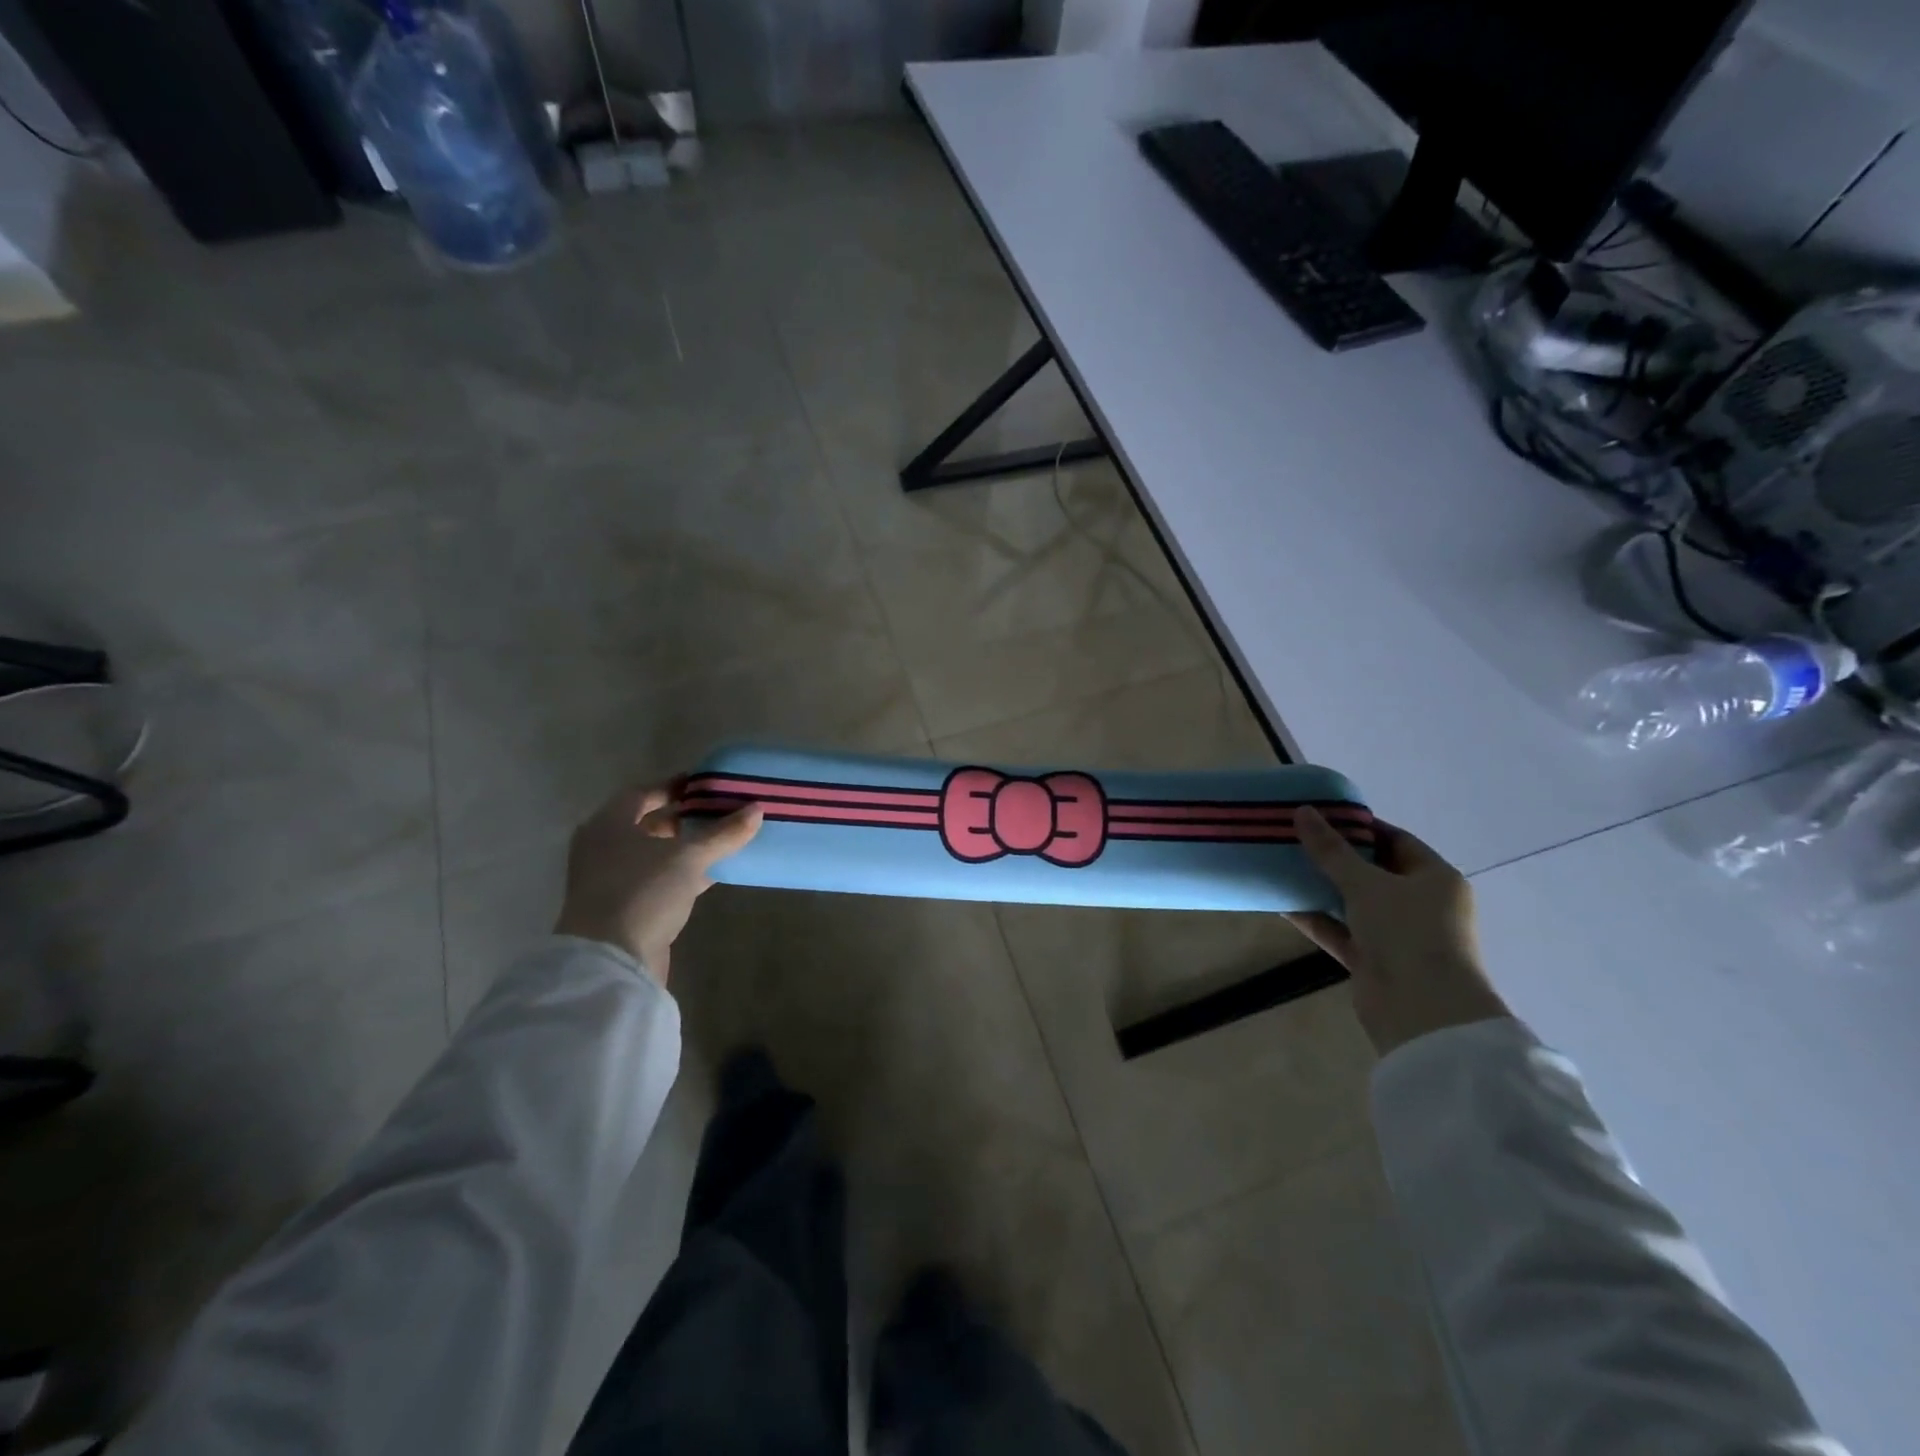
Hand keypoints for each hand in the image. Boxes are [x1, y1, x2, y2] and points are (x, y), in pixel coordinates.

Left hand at [553, 780, 762, 986]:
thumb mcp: (688, 857)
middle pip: (647, 823)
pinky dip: (681, 873)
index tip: (704, 785)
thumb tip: (757, 809)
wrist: (610, 960)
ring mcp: (610, 880)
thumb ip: (722, 833)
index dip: (674, 787)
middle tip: (718, 812)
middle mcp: (603, 848)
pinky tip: (711, 873)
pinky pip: (657, 880)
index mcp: (608, 825)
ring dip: (684, 848)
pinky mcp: (624, 908)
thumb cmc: (643, 892)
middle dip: (682, 818)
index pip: (642, 793)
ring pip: (653, 854)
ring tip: (721, 840)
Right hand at [1285, 807, 1509, 1057]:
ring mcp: (1396, 934)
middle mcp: (1420, 903)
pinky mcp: (1373, 959)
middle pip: (1372, 871)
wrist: (1422, 1010)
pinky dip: (1315, 918)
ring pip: (1352, 902)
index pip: (1395, 840)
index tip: (1321, 815)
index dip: (1359, 827)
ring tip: (1282, 865)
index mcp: (1435, 878)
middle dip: (1334, 856)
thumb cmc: (1407, 932)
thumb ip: (1331, 850)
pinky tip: (1282, 903)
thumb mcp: (1366, 883)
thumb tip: (1302, 812)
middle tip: (1295, 837)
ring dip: (1320, 887)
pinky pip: (1339, 930)